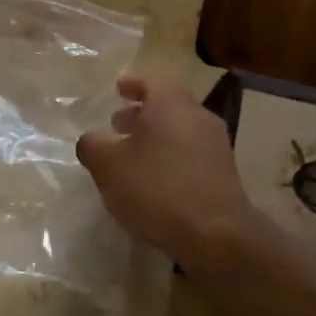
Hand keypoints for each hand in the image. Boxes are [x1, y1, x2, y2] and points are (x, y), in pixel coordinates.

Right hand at [75, 77, 258, 267]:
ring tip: (132, 157)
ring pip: (180, 130)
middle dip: (141, 113)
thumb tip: (92, 139)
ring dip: (156, 137)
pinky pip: (191, 153)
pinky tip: (154, 181)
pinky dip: (170, 157)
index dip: (132, 84)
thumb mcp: (108, 166)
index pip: (151, 81)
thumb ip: (93, 145)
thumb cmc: (157, 189)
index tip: (117, 89)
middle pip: (168, 105)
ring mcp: (216, 145)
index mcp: (171, 105)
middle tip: (117, 125)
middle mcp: (198, 117)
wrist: (215, 234)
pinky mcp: (224, 173)